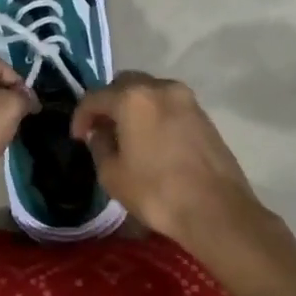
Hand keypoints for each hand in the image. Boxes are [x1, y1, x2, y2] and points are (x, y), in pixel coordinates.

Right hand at [70, 72, 282, 260]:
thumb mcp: (113, 175)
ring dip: (133, 108)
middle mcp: (160, 88)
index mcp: (133, 98)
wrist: (217, 211)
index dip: (81, 116)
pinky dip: (154, 115)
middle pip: (124, 84)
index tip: (78, 138)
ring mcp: (187, 99)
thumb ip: (99, 146)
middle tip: (101, 130)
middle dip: (108, 104)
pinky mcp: (204, 115)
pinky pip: (169, 105)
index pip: (95, 97)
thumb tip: (101, 133)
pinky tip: (152, 141)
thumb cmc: (157, 192)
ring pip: (149, 92)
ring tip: (127, 136)